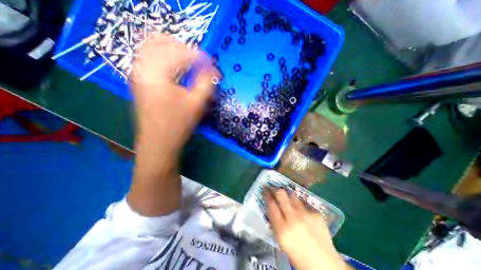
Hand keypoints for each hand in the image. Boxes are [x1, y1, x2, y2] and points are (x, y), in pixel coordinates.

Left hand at [128, 34, 218, 215]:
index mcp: (155, 72)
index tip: (211, 65)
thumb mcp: (196, 104)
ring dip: (174, 52)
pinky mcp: (141, 83)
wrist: (158, 144)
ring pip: (153, 49)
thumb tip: (214, 71)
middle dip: (183, 48)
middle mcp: (142, 68)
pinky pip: (151, 61)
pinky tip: (178, 72)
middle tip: (198, 60)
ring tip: (190, 64)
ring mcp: (138, 75)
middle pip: (159, 41)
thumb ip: (207, 83)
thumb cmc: (178, 125)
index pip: (179, 52)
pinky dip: (166, 61)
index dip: (198, 56)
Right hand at [264, 189, 347, 269]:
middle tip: (275, 190)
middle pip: (281, 195)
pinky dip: (301, 207)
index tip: (265, 190)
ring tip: (289, 201)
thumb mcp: (281, 241)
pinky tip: (303, 214)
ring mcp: (306, 215)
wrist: (325, 266)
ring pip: (293, 196)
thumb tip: (271, 207)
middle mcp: (294, 218)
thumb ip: (275, 223)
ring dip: (289, 197)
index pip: (271, 205)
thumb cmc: (298, 256)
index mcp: (282, 230)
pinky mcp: (316, 214)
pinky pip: (304, 204)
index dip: (267, 195)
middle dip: (276, 190)